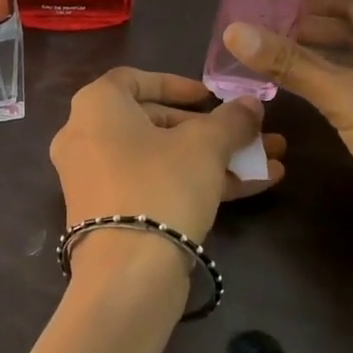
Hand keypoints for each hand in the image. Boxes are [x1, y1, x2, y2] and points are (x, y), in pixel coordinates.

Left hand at [48, 69, 285, 245]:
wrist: (127, 272)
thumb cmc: (161, 185)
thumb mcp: (205, 146)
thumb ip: (230, 119)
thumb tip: (251, 104)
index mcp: (96, 106)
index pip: (134, 79)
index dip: (177, 84)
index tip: (211, 97)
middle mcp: (85, 137)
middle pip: (153, 122)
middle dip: (209, 129)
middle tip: (248, 135)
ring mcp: (94, 178)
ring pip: (161, 158)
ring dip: (214, 159)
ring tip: (268, 162)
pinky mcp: (108, 214)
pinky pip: (153, 186)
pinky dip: (194, 183)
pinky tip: (251, 188)